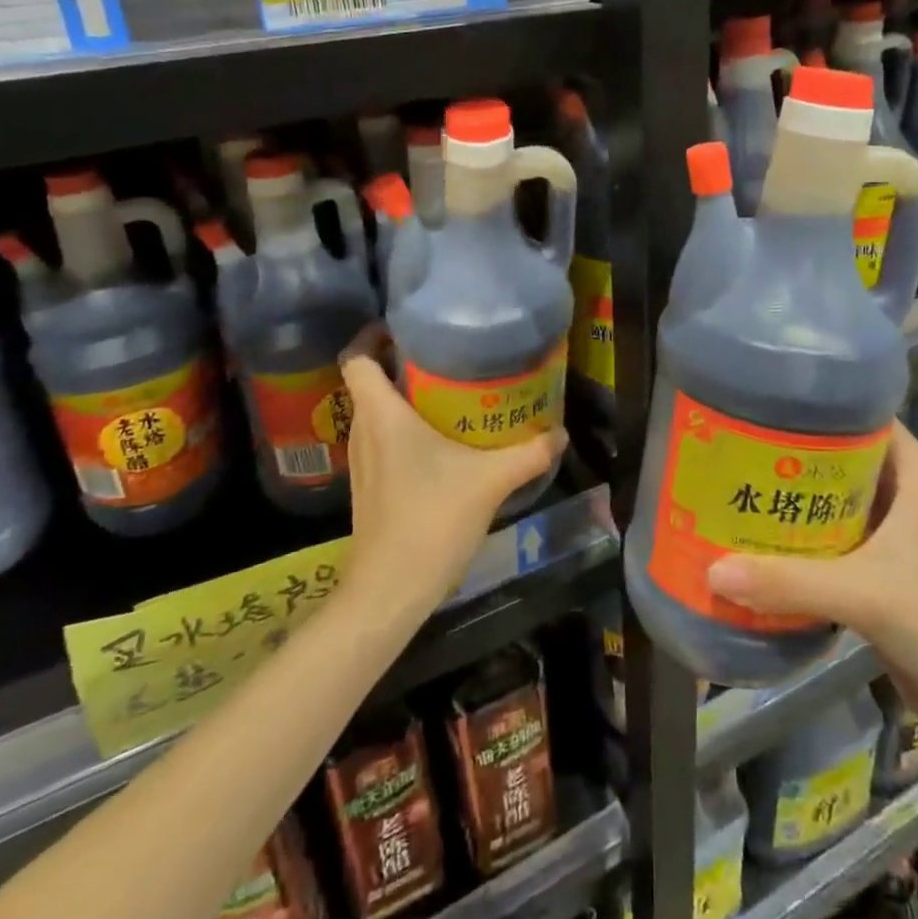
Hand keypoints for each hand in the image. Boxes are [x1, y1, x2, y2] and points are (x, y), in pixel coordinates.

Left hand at [338, 325, 563, 620]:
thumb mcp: (489, 481)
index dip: (374, 334)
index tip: (408, 327)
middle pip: (371, 380)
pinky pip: (383, 438)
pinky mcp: (370, 484)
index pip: (357, 357)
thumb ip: (529, 453)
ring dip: (406, 396)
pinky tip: (443, 441)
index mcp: (382, 414)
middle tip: (448, 354)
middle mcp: (364, 429)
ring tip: (451, 390)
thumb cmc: (431, 521)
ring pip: (377, 410)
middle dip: (404, 361)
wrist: (389, 591)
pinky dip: (405, 427)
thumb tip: (560, 433)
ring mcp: (363, 460)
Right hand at [705, 421, 917, 722]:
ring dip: (790, 501)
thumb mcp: (867, 595)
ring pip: (832, 502)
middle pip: (838, 458)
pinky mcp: (881, 575)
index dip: (814, 405)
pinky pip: (831, 543)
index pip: (860, 416)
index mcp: (913, 474)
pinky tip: (757, 543)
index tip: (759, 402)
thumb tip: (711, 572)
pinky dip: (799, 541)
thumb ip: (789, 582)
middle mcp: (902, 495)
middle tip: (731, 447)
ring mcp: (892, 537)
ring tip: (733, 488)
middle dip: (788, 454)